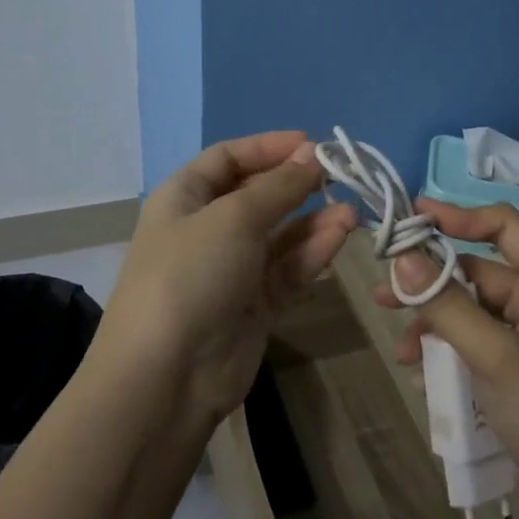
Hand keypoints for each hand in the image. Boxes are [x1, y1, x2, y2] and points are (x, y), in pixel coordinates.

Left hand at [100, 131, 356, 432]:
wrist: (167, 375)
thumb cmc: (190, 274)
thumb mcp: (234, 218)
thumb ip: (279, 187)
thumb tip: (312, 156)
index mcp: (184, 198)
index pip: (228, 158)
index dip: (268, 147)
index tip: (312, 143)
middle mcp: (207, 229)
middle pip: (257, 194)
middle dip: (296, 184)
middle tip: (339, 175)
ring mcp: (232, 269)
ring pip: (279, 234)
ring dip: (313, 220)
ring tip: (352, 211)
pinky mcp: (255, 305)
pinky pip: (288, 268)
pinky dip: (313, 251)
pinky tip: (341, 236)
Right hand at [376, 201, 518, 518]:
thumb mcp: (495, 357)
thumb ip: (448, 305)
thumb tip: (403, 256)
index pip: (503, 226)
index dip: (459, 215)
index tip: (414, 217)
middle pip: (474, 269)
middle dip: (429, 280)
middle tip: (385, 290)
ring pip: (465, 307)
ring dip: (430, 319)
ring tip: (398, 341)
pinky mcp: (509, 364)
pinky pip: (468, 339)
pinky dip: (442, 348)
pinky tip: (417, 369)